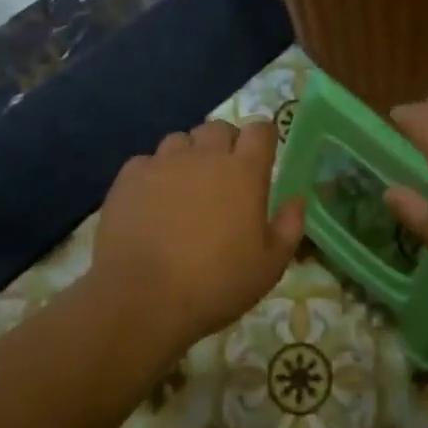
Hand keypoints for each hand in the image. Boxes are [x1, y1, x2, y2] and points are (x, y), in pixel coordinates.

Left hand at [89, 119, 303, 352]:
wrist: (142, 299)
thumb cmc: (215, 284)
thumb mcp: (269, 266)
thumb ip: (289, 226)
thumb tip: (297, 198)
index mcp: (243, 171)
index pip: (260, 129)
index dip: (262, 140)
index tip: (261, 160)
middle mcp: (205, 155)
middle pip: (219, 128)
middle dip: (225, 145)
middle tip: (223, 179)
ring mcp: (164, 161)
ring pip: (181, 140)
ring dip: (188, 156)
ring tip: (184, 189)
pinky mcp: (130, 176)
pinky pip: (147, 161)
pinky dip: (153, 175)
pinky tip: (151, 203)